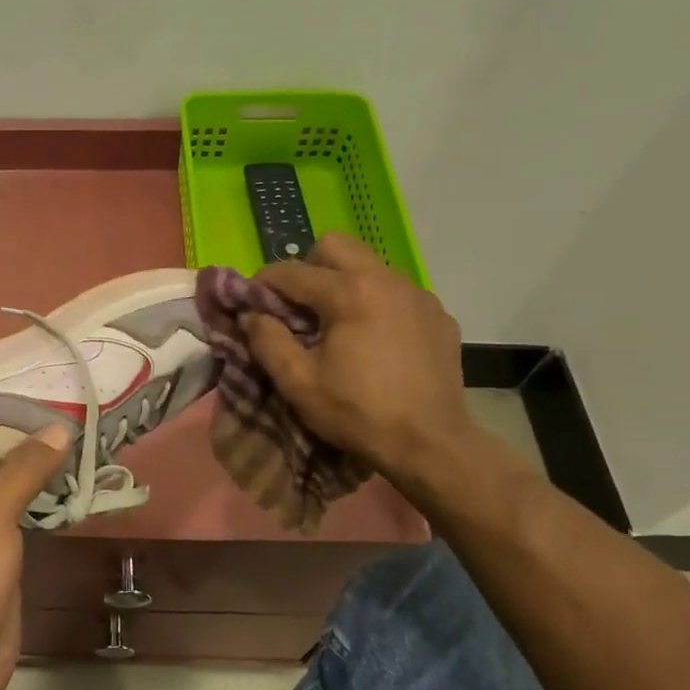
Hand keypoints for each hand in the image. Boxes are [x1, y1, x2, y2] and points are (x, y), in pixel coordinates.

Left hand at [0, 427, 71, 689]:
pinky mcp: (6, 565)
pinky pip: (29, 527)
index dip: (20, 428)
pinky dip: (48, 512)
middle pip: (6, 472)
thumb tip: (59, 428)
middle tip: (83, 424)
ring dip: (47, 482)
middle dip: (38, 454)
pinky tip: (74, 496)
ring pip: (20, 499)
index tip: (60, 406)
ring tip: (87, 450)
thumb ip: (22, 472)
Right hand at [243, 233, 473, 482]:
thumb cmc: (356, 412)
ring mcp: (418, 295)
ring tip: (335, 325)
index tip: (251, 302)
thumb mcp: (298, 382)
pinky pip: (397, 293)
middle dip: (308, 267)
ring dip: (343, 283)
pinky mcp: (438, 315)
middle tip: (297, 306)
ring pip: (369, 266)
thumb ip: (267, 340)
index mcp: (349, 292)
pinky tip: (373, 341)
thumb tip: (251, 314)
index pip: (292, 270)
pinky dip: (375, 304)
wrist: (430, 443)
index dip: (263, 283)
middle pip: (336, 245)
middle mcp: (387, 280)